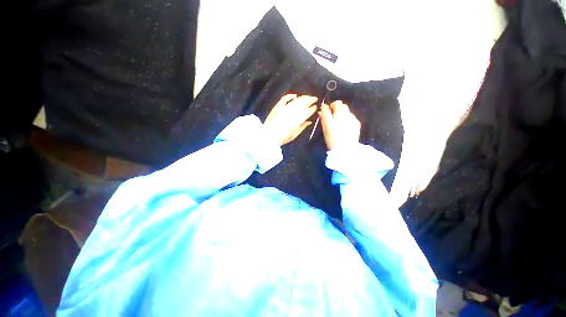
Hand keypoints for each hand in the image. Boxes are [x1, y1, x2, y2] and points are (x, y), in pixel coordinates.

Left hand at [264, 94, 317, 144]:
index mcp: (298, 119)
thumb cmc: (282, 138)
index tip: (315, 107)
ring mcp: (285, 107)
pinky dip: (290, 96)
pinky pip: (285, 98)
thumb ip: (302, 127)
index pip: (308, 111)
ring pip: (296, 100)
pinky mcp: (278, 106)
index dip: (313, 108)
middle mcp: (293, 111)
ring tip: (307, 97)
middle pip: (304, 102)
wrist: (268, 136)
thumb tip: (309, 122)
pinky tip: (294, 95)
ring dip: (303, 97)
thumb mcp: (294, 135)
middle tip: (315, 99)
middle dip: (310, 100)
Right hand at [320, 100, 360, 149]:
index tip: (327, 113)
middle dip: (336, 110)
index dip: (330, 107)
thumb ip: (324, 115)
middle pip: (342, 106)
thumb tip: (322, 108)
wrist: (345, 149)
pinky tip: (344, 128)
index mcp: (339, 113)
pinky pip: (351, 118)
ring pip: (346, 111)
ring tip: (338, 125)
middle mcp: (347, 114)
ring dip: (342, 115)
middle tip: (331, 119)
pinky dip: (347, 120)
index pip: (335, 103)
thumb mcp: (326, 127)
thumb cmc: (333, 139)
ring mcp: (353, 119)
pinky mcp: (357, 124)